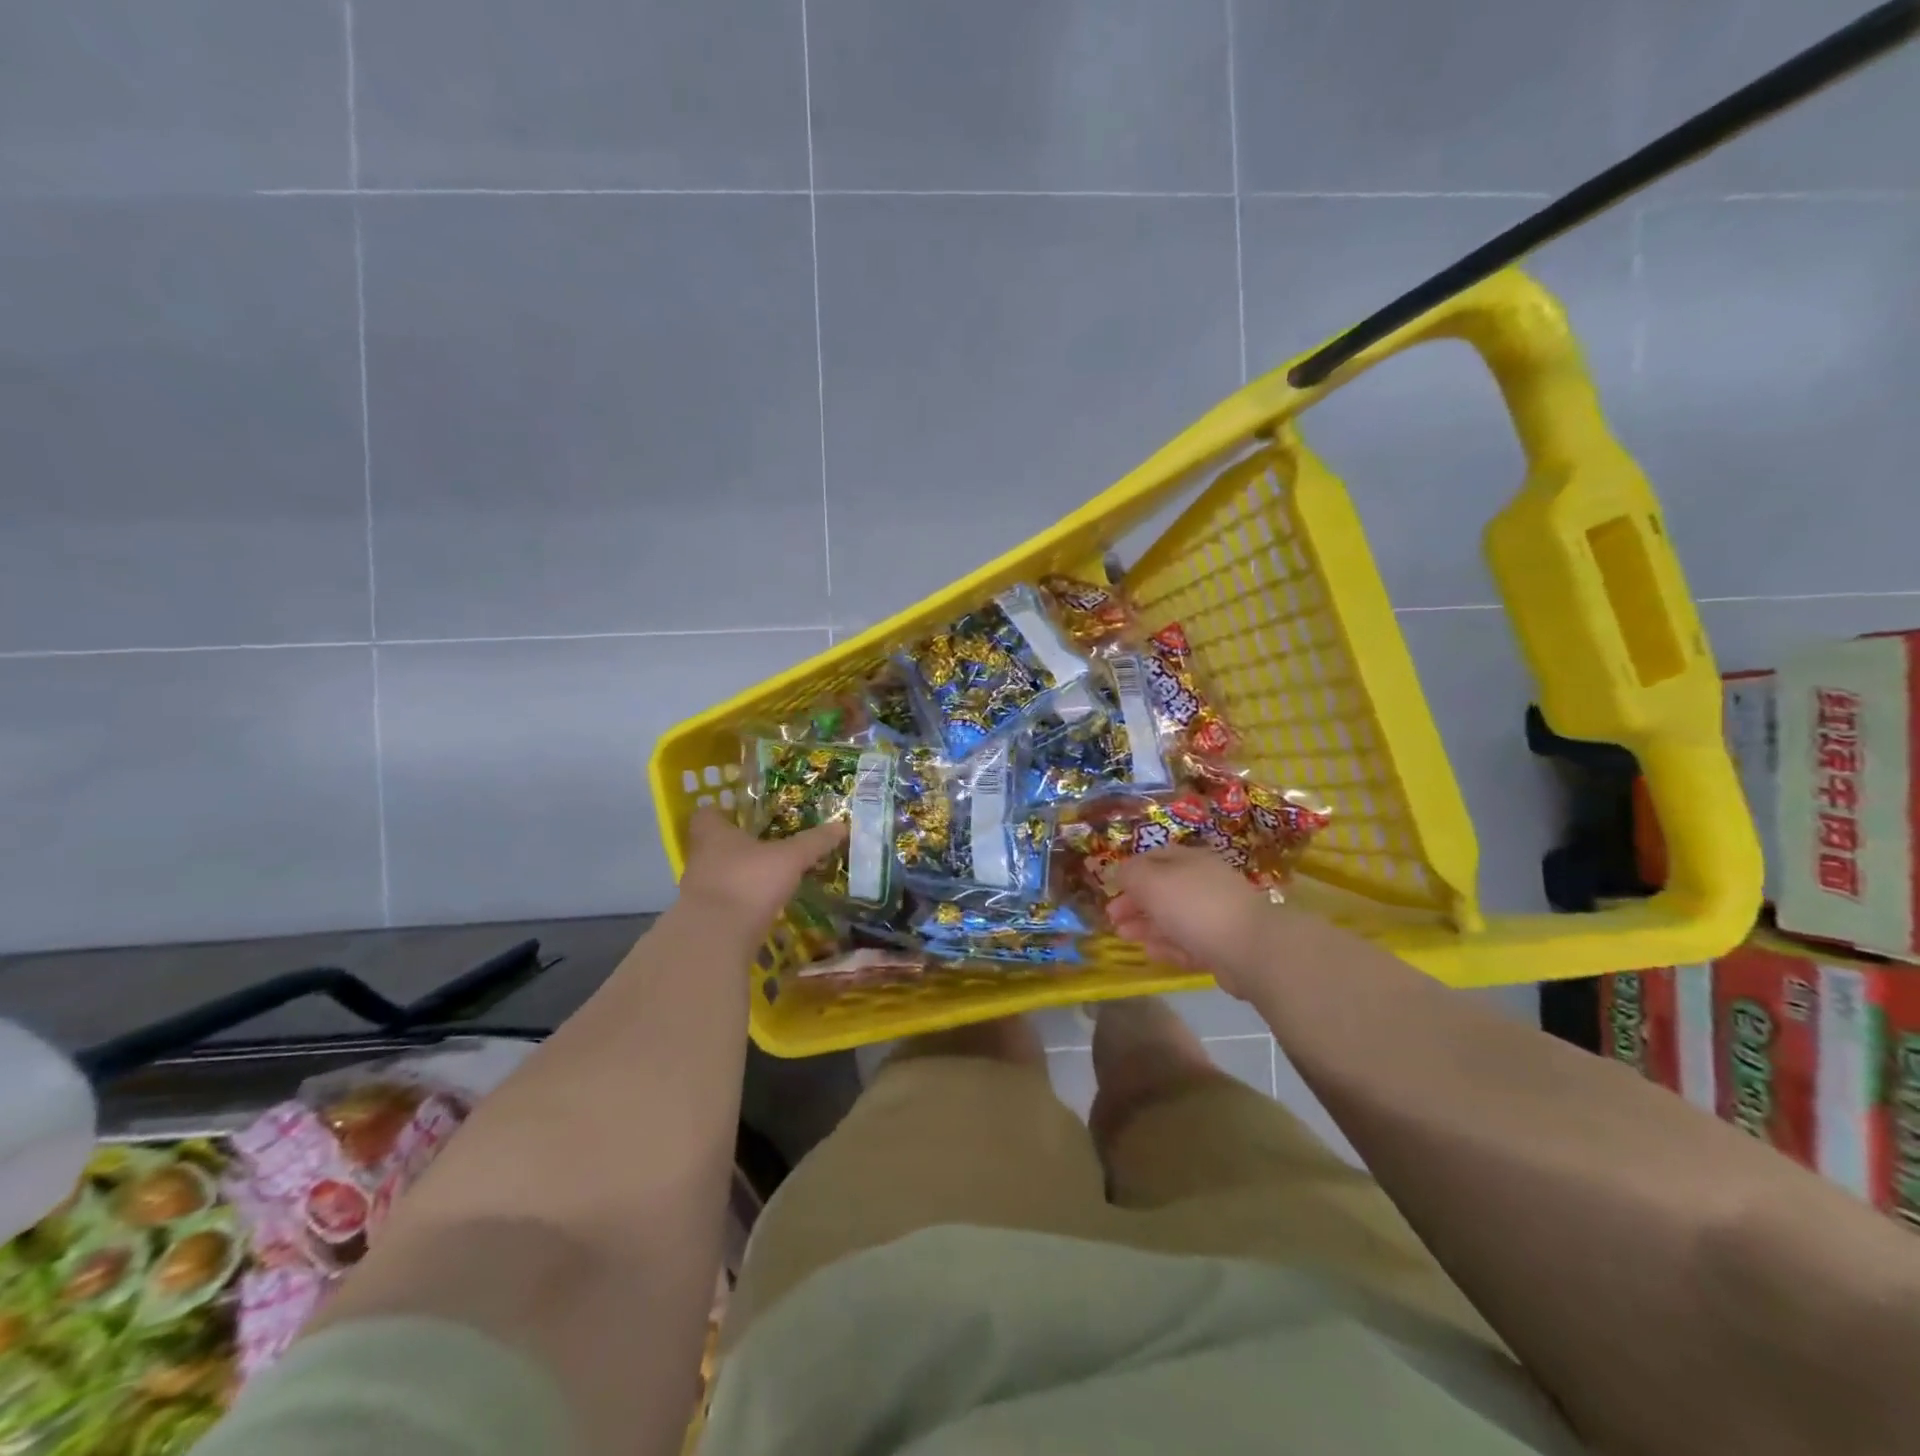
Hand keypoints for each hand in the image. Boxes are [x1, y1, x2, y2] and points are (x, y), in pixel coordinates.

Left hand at [676, 809, 846, 931]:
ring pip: (718, 875)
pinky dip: (740, 902)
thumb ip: (813, 842)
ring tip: (767, 877)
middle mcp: (700, 858)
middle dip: (736, 846)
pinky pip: (724, 902)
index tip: (740, 814)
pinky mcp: (704, 919)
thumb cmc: (749, 881)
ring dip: (739, 875)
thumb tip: (841, 825)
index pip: (707, 814)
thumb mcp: (790, 858)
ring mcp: (698, 891)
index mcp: (713, 834)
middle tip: (764, 845)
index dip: (722, 812)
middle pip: (712, 845)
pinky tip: (762, 906)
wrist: (716, 937)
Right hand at [1108, 846, 1279, 996]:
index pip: (1154, 858)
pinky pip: (1188, 943)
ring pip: (1173, 918)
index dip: (1130, 872)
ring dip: (1146, 926)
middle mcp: (1204, 884)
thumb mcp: (1152, 881)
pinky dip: (1167, 946)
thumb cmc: (1194, 906)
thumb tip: (1118, 872)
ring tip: (1125, 936)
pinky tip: (1151, 952)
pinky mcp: (1222, 946)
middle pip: (1162, 890)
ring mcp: (1215, 916)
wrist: (1250, 949)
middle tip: (1113, 918)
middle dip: (1135, 903)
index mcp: (1190, 860)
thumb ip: (1130, 874)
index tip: (1111, 889)